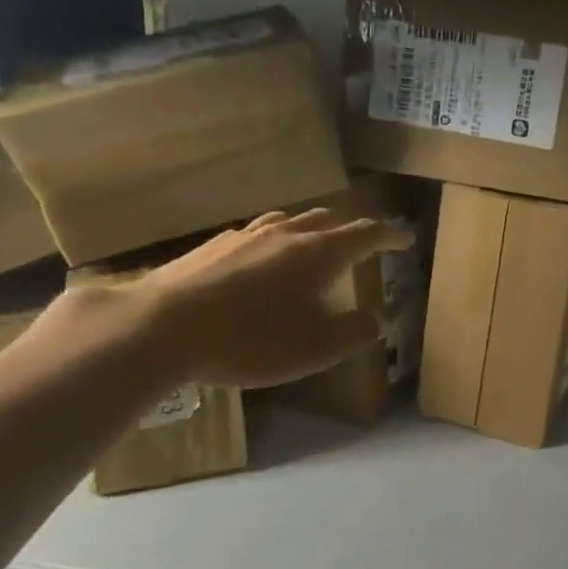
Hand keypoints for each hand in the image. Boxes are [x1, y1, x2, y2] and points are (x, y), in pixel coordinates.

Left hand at [131, 208, 411, 389]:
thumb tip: (379, 318)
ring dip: (311, 231)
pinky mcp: (212, 246)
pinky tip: (261, 262)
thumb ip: (355, 331)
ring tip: (314, 246)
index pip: (366, 234)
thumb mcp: (316, 348)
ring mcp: (245, 235)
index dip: (390, 235)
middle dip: (351, 229)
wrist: (161, 327)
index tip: (406, 237)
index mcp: (319, 253)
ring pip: (289, 221)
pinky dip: (275, 241)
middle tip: (362, 244)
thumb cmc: (251, 341)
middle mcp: (286, 234)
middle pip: (327, 220)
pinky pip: (257, 234)